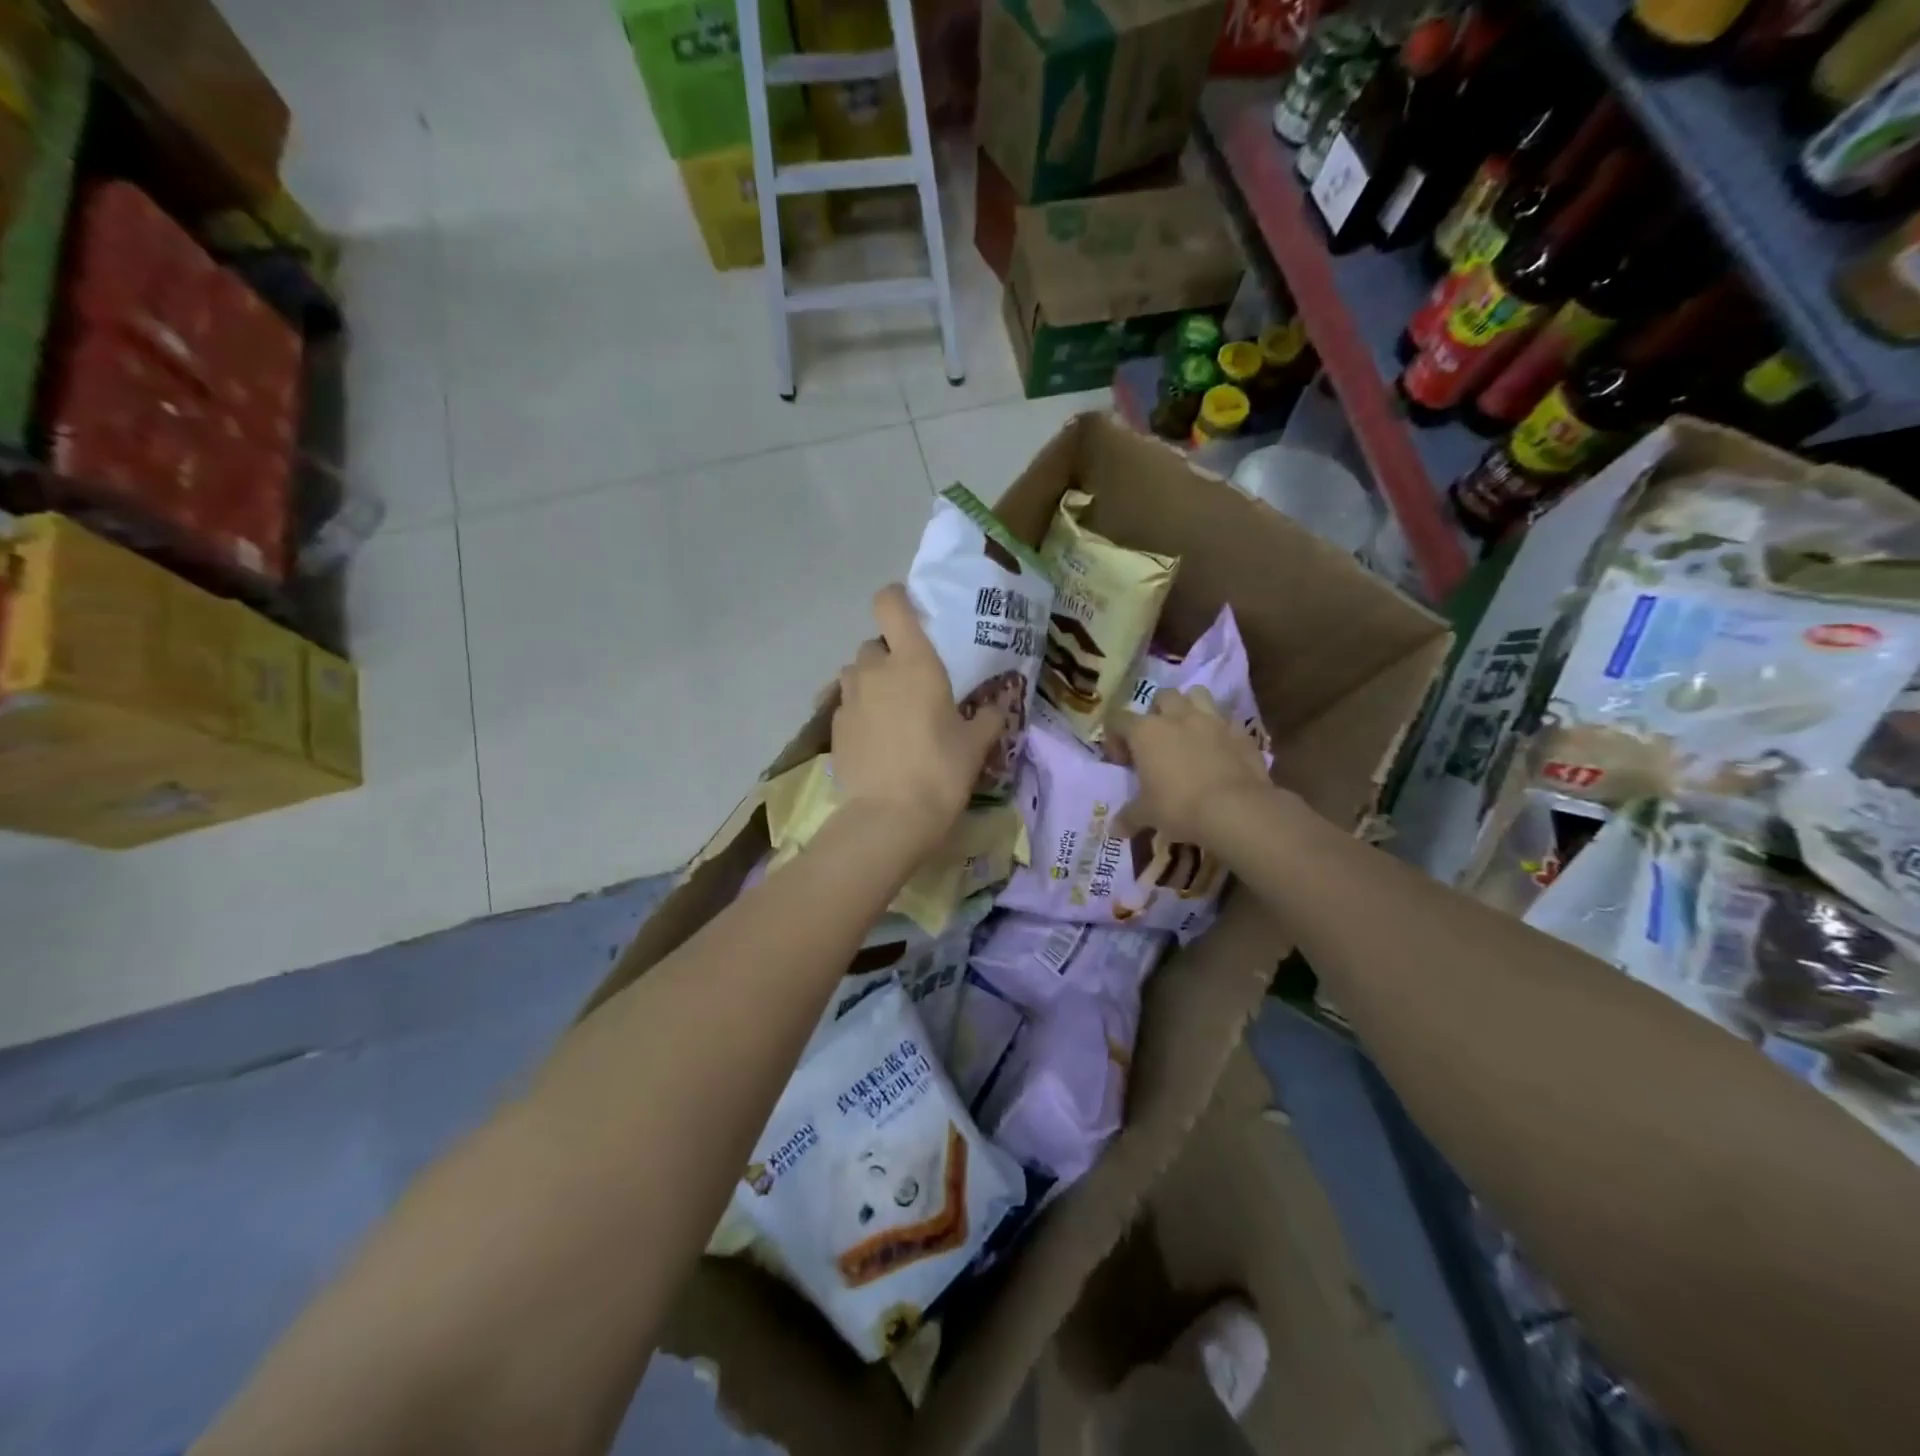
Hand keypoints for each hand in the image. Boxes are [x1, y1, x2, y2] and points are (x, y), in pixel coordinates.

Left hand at [831, 584, 1004, 850]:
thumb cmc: (941, 770)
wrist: (889, 817)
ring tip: (891, 711)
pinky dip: (860, 712)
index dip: (897, 599)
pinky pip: (846, 705)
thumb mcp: (976, 744)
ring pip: (855, 673)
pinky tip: (877, 739)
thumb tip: (1004, 701)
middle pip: (874, 643)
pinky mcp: (834, 727)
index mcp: (913, 660)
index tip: (912, 614)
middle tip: (911, 682)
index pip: (890, 603)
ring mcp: (848, 698)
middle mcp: (875, 669)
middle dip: (889, 655)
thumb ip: (991, 716)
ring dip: (870, 682)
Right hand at [1107, 688, 1273, 845]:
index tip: (1122, 761)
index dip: (1116, 737)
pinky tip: (1220, 752)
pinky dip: (1220, 731)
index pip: (1118, 719)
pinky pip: (1227, 722)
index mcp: (1146, 731)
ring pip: (1197, 695)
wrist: (1235, 810)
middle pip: (1162, 697)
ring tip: (1189, 734)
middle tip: (1158, 741)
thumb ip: (1129, 816)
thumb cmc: (1179, 807)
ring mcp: (1212, 720)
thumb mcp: (1148, 815)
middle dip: (1157, 713)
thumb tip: (1114, 830)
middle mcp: (1177, 717)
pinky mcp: (1241, 732)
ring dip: (1190, 708)